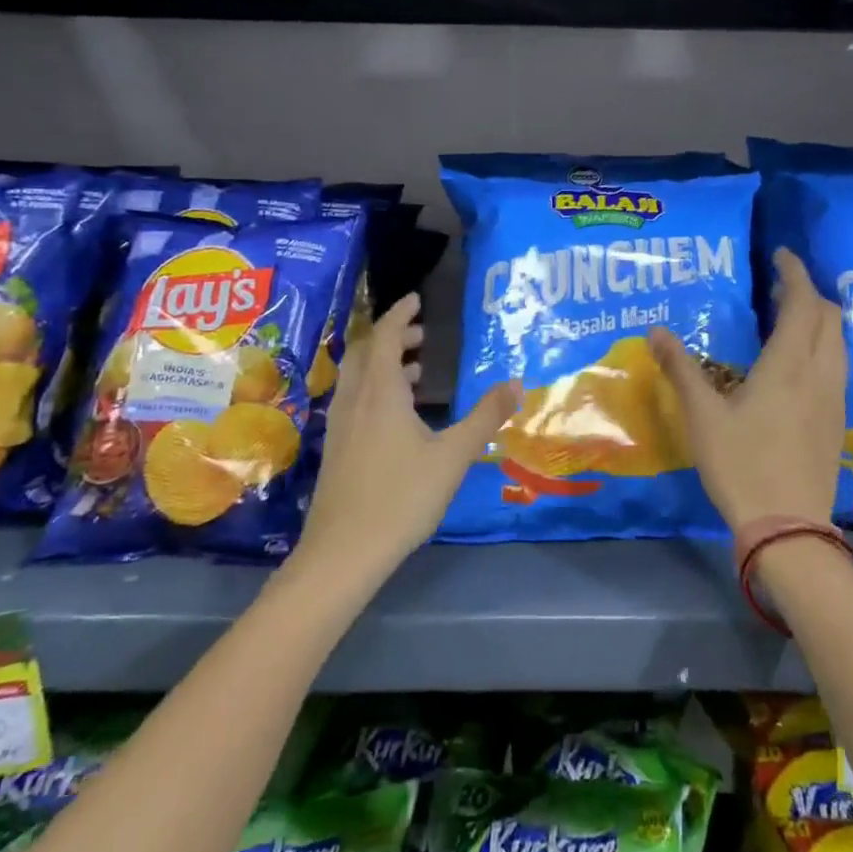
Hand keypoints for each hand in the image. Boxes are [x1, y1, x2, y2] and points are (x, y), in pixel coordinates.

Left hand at [297, 294, 520, 581]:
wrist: (343, 552)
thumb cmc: (401, 497)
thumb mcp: (453, 455)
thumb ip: (485, 416)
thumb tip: (516, 381)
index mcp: (380, 392)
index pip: (386, 335)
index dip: (400, 313)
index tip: (416, 299)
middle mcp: (354, 400)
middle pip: (366, 352)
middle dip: (393, 337)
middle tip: (423, 337)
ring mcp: (339, 425)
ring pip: (358, 378)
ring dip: (384, 364)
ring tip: (417, 373)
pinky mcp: (336, 448)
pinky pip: (354, 400)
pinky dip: (376, 389)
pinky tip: (398, 417)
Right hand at [648, 249, 845, 531]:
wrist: (788, 526)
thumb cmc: (741, 464)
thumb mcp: (703, 416)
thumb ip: (681, 369)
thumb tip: (656, 331)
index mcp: (789, 364)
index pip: (803, 303)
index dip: (794, 273)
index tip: (781, 255)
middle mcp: (820, 373)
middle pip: (829, 317)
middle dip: (808, 293)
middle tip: (778, 288)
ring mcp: (834, 399)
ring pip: (838, 342)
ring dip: (819, 320)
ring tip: (788, 319)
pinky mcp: (836, 421)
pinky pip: (837, 366)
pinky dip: (822, 346)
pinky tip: (797, 365)